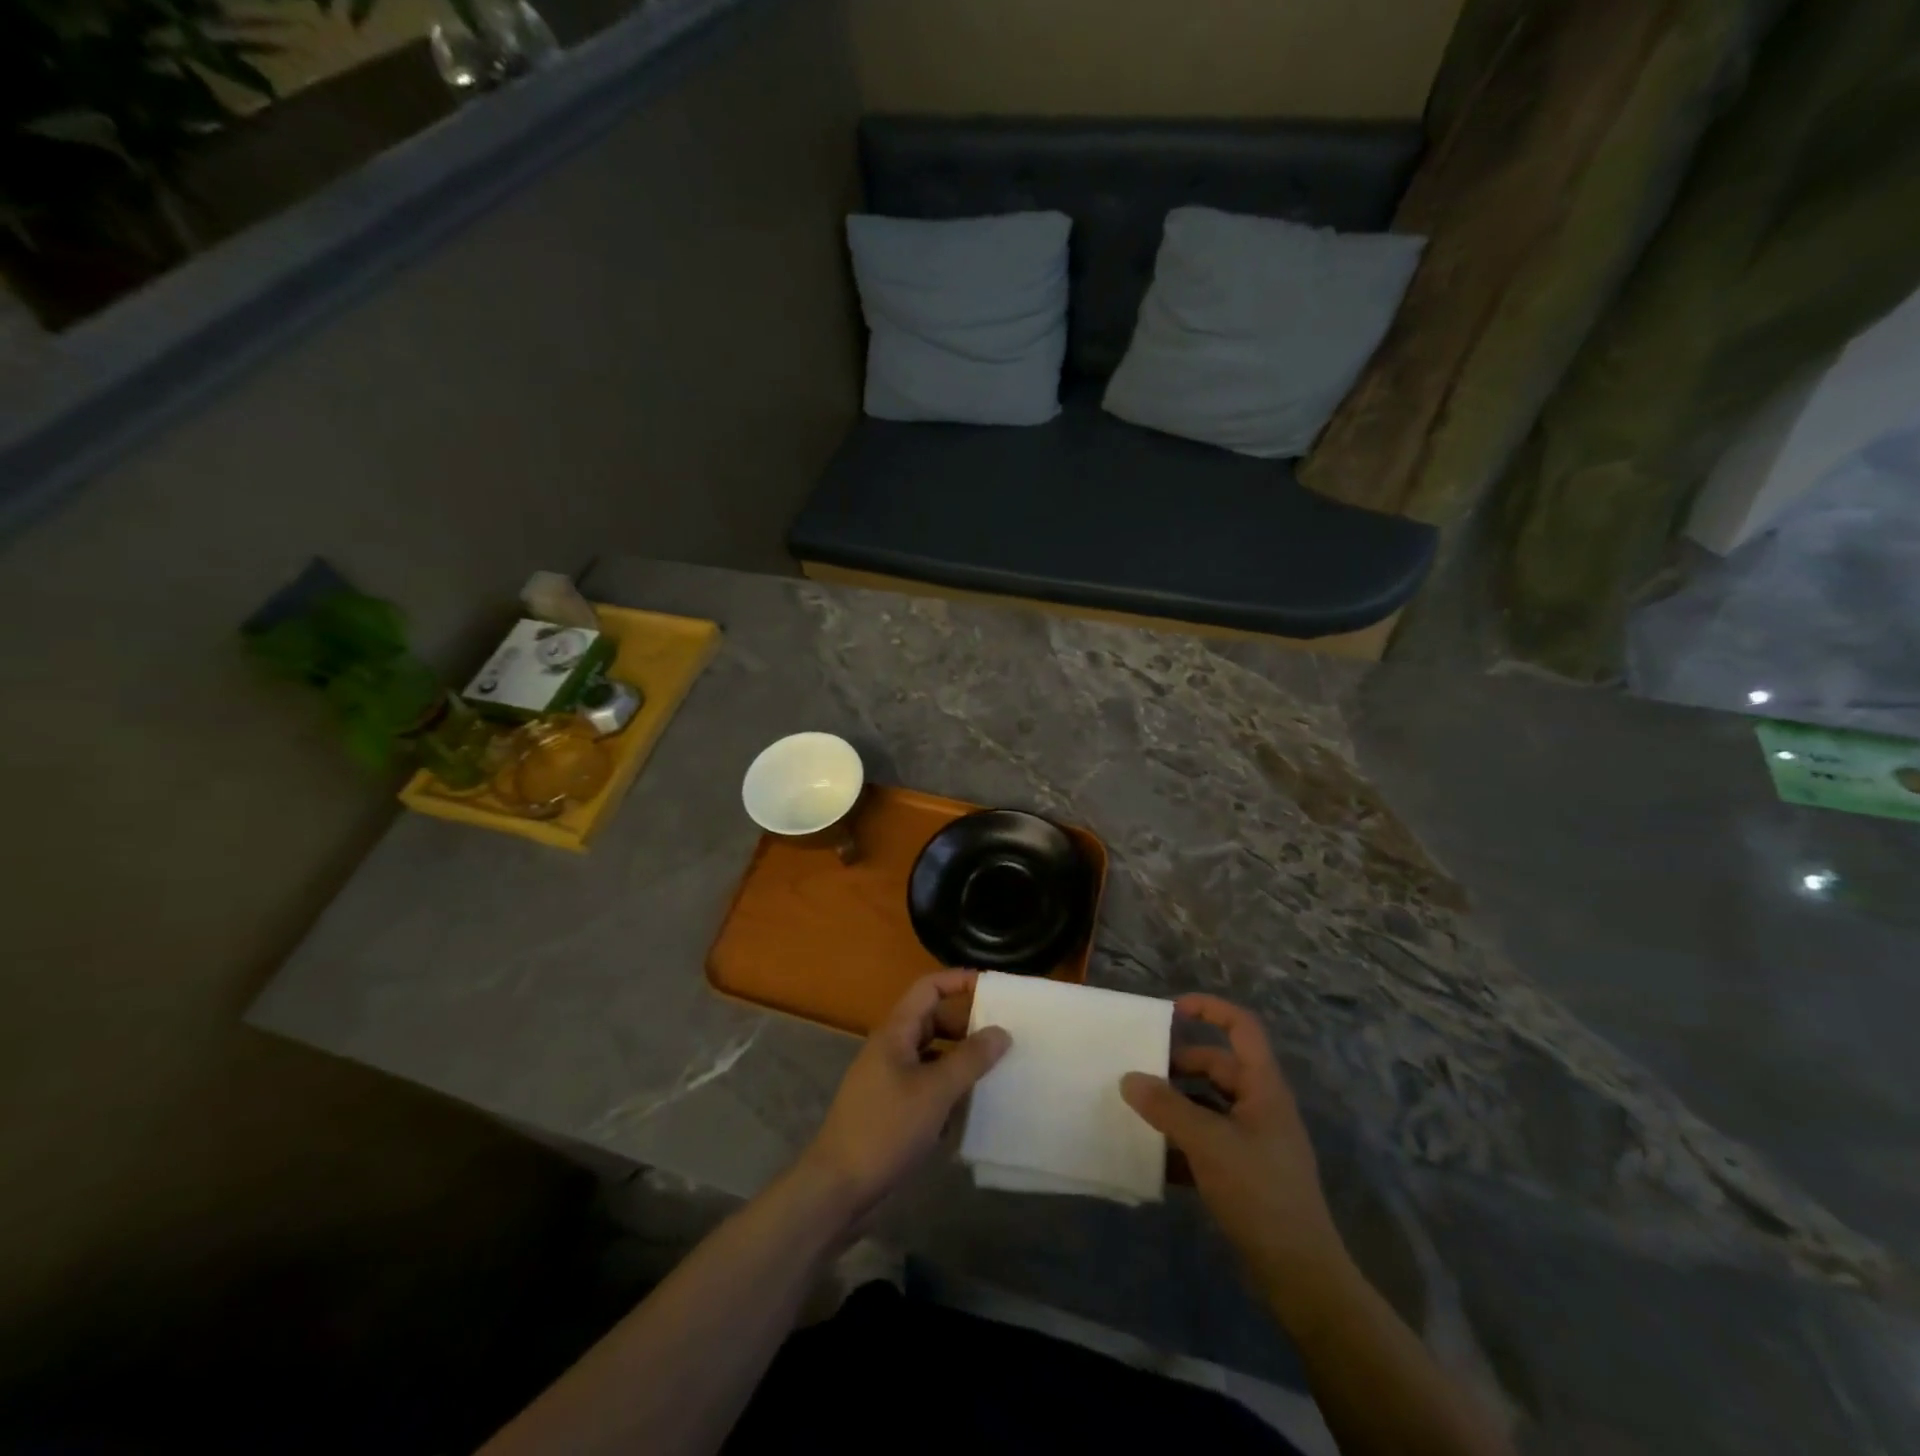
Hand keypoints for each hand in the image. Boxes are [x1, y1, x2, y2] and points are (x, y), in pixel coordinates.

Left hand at [799, 971, 1010, 1221]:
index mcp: (896, 1032)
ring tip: (997, 1070)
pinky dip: (948, 1090)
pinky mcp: (892, 1110)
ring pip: (932, 1056)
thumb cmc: (886, 1129)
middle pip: (933, 1021)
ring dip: (960, 1060)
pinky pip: (926, 1086)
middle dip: (967, 1025)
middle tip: (1004, 1036)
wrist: (838, 1188)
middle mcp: (891, 1048)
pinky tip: (971, 1109)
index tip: (993, 989)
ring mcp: (889, 1080)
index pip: (929, 988)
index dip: (959, 981)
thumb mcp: (935, 1092)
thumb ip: (970, 1059)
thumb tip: (1001, 1032)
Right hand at [1121, 994, 1342, 1286]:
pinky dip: (1181, 1143)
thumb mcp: (1208, 1143)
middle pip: (1216, 1066)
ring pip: (1208, 1105)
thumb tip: (1129, 1079)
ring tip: (1137, 1111)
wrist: (1300, 1275)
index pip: (1242, 1028)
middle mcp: (1260, 1106)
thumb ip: (1166, 1108)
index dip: (1210, 1009)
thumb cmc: (1260, 1193)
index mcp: (1263, 1087)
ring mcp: (1253, 1140)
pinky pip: (1206, 1141)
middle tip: (1139, 1072)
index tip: (1170, 1011)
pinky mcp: (1244, 1172)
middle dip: (1178, 1066)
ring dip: (1175, 1106)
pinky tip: (1152, 1156)